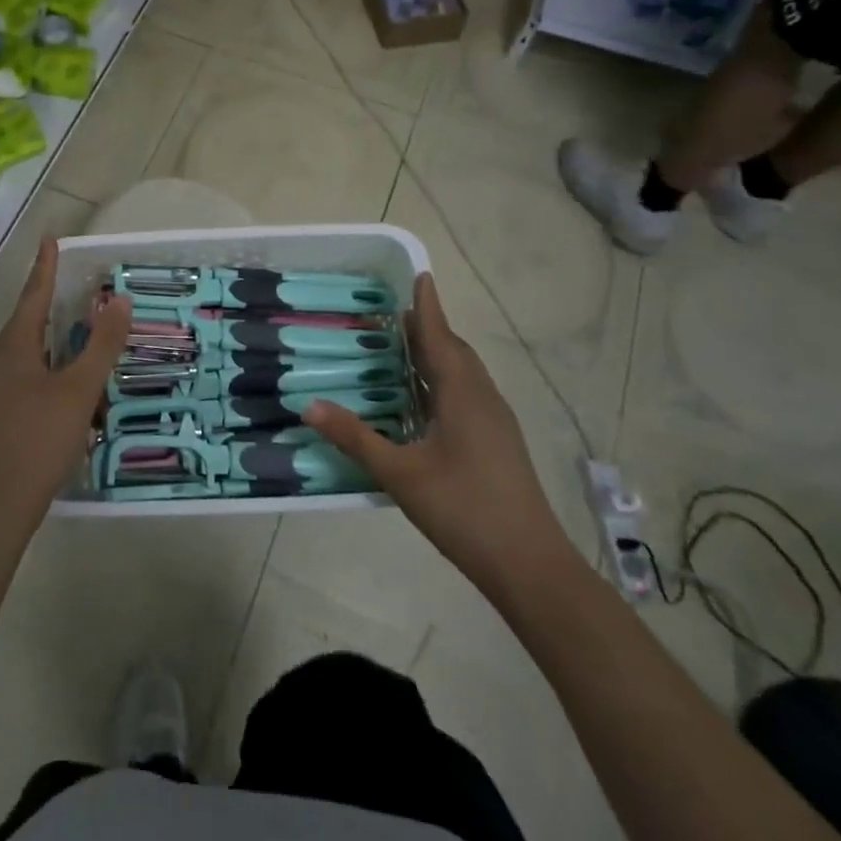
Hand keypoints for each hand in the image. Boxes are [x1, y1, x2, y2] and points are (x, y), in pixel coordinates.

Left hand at [0, 239, 131, 540]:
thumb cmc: (38, 440)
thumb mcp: (79, 390)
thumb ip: (101, 345)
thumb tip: (119, 299)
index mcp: (13, 348)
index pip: (33, 295)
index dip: (45, 267)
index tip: (50, 239)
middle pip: (26, 322)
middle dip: (49, 303)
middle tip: (74, 287)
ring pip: (24, 354)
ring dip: (49, 341)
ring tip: (74, 335)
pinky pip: (22, 379)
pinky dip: (46, 370)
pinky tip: (62, 389)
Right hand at [306, 274, 573, 595]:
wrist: (530, 565)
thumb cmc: (463, 510)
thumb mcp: (400, 474)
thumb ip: (356, 438)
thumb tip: (309, 405)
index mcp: (462, 394)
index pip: (439, 336)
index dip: (427, 306)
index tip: (419, 274)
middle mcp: (483, 397)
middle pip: (454, 351)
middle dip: (428, 328)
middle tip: (393, 314)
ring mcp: (495, 421)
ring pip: (463, 374)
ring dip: (436, 355)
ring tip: (403, 350)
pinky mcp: (498, 442)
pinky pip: (467, 394)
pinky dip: (443, 382)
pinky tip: (422, 402)